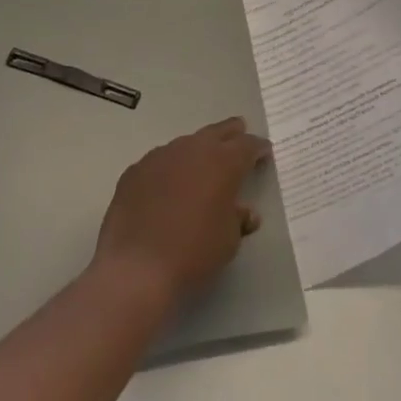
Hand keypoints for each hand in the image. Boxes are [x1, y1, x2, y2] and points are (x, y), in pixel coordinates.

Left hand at [93, 117, 270, 308]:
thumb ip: (238, 219)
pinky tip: (167, 187)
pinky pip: (160, 162)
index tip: (265, 152)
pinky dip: (170, 169)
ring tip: (202, 165)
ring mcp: (160, 156)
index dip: (258, 148)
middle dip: (231, 133)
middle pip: (217, 132)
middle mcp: (192, 149)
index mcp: (223, 162)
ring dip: (198, 152)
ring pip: (186, 144)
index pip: (248, 145)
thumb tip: (243, 212)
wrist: (136, 268)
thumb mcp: (228, 241)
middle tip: (239, 132)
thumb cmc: (193, 253)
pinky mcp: (135, 170)